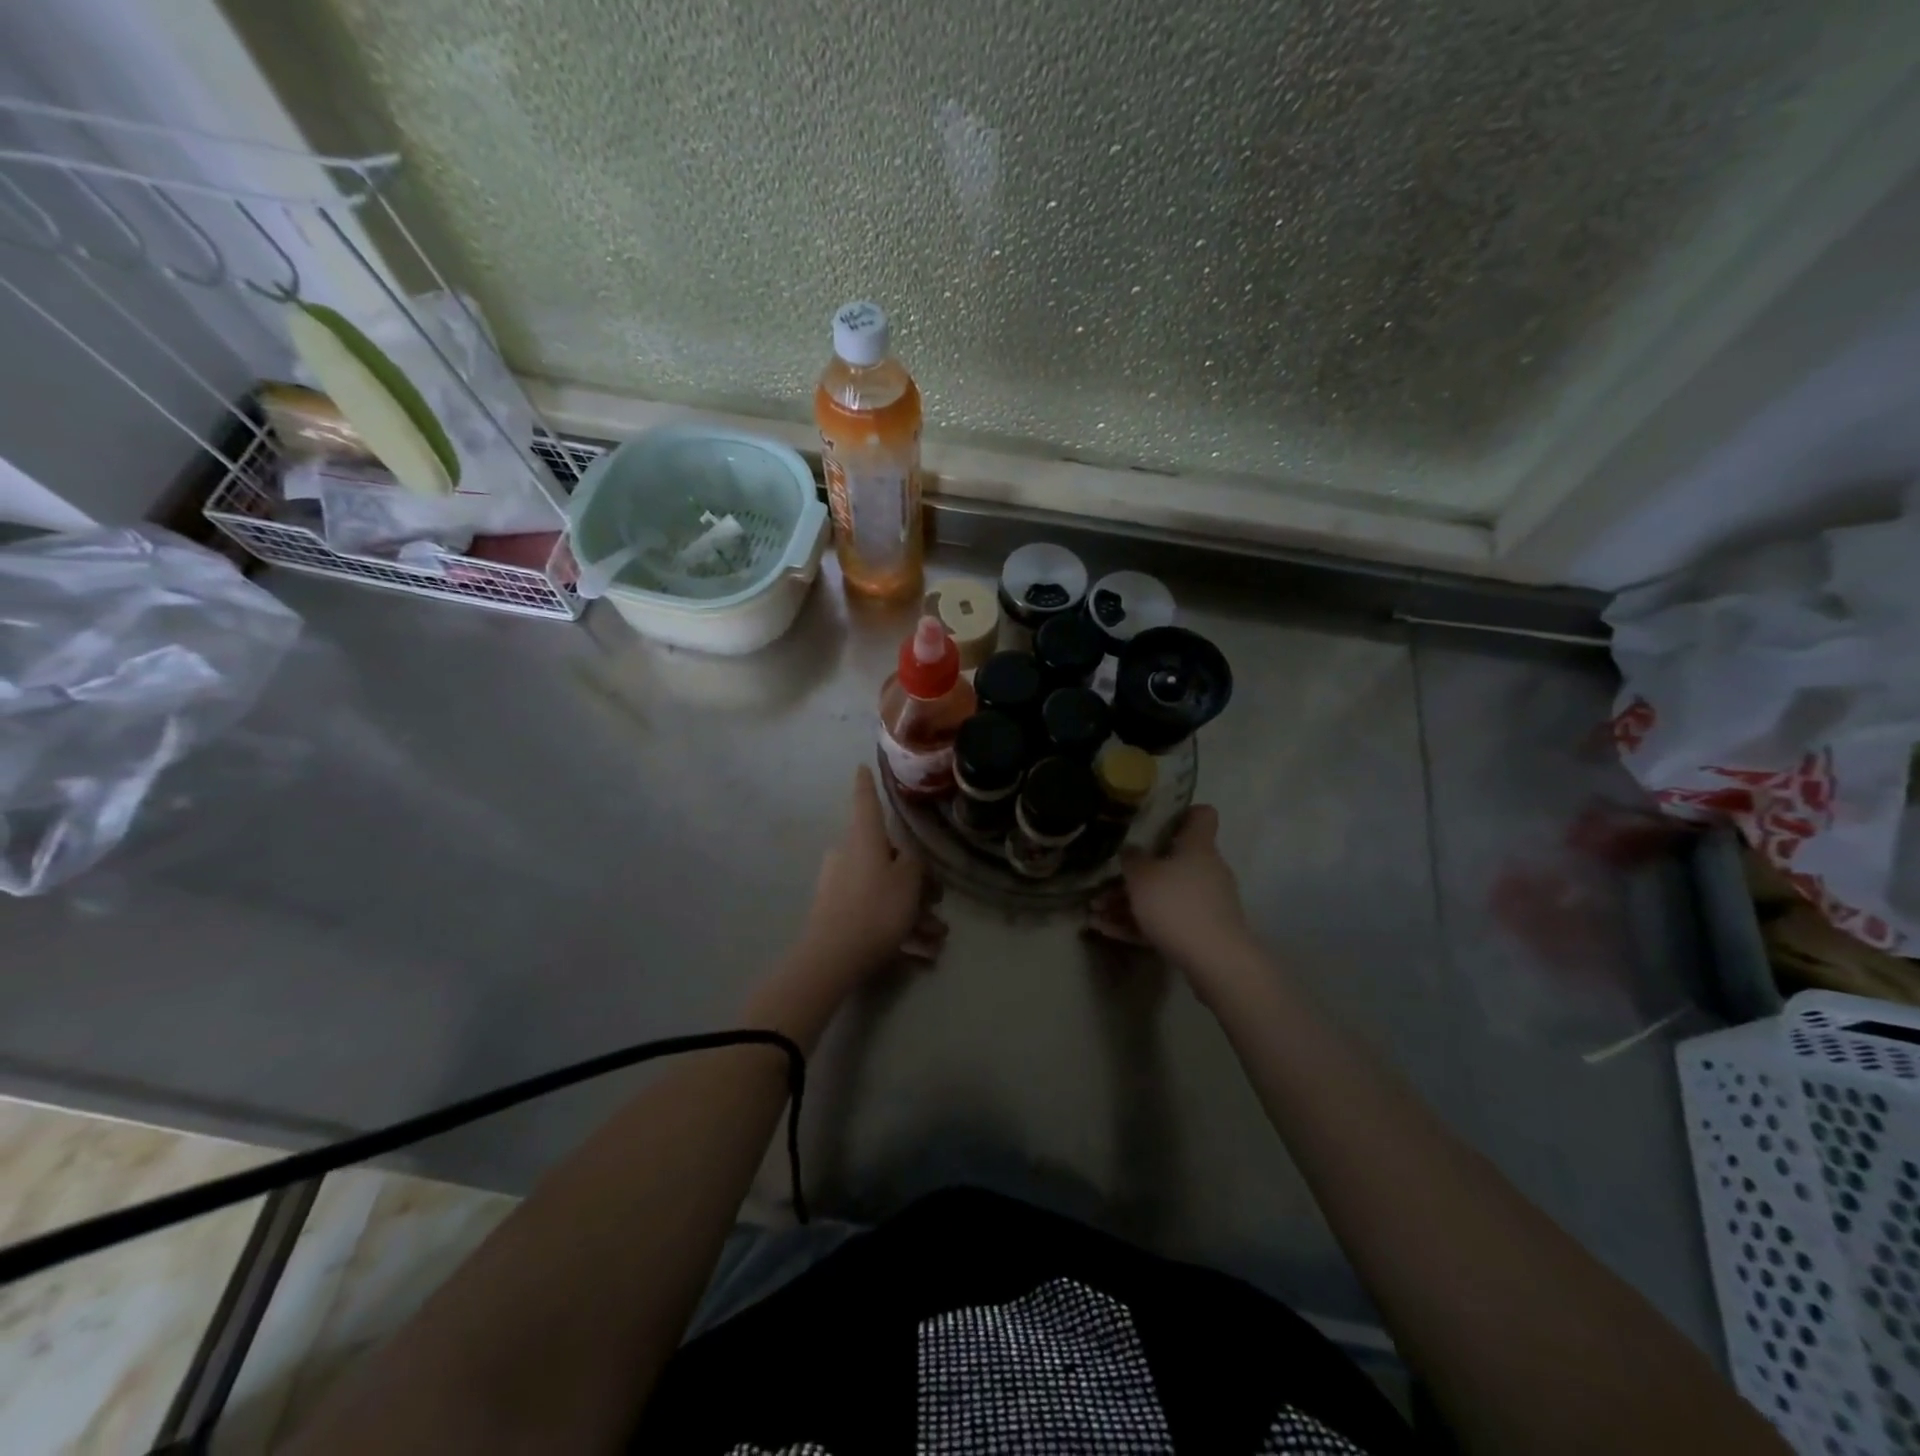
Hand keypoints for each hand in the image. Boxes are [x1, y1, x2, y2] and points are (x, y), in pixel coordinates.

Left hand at [796, 767, 944, 987]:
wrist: (832, 957)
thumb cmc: (876, 908)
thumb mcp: (909, 881)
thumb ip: (914, 863)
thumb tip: (907, 859)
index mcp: (863, 839)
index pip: (866, 802)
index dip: (867, 784)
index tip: (861, 766)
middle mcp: (847, 855)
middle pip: (885, 857)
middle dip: (915, 881)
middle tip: (937, 902)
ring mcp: (838, 885)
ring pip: (884, 891)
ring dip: (912, 913)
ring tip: (936, 938)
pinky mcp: (835, 913)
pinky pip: (873, 914)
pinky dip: (897, 929)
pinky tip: (920, 955)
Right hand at [1110, 806, 1258, 997]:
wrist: (1215, 961)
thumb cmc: (1177, 905)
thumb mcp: (1142, 877)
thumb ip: (1131, 859)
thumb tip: (1130, 850)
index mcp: (1198, 847)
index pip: (1201, 815)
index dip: (1181, 812)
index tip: (1156, 819)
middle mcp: (1206, 870)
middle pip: (1172, 861)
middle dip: (1137, 872)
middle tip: (1106, 880)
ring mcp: (1207, 903)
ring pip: (1164, 895)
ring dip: (1130, 902)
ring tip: (1095, 913)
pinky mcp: (1202, 932)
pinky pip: (1166, 920)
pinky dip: (1139, 923)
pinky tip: (1107, 931)